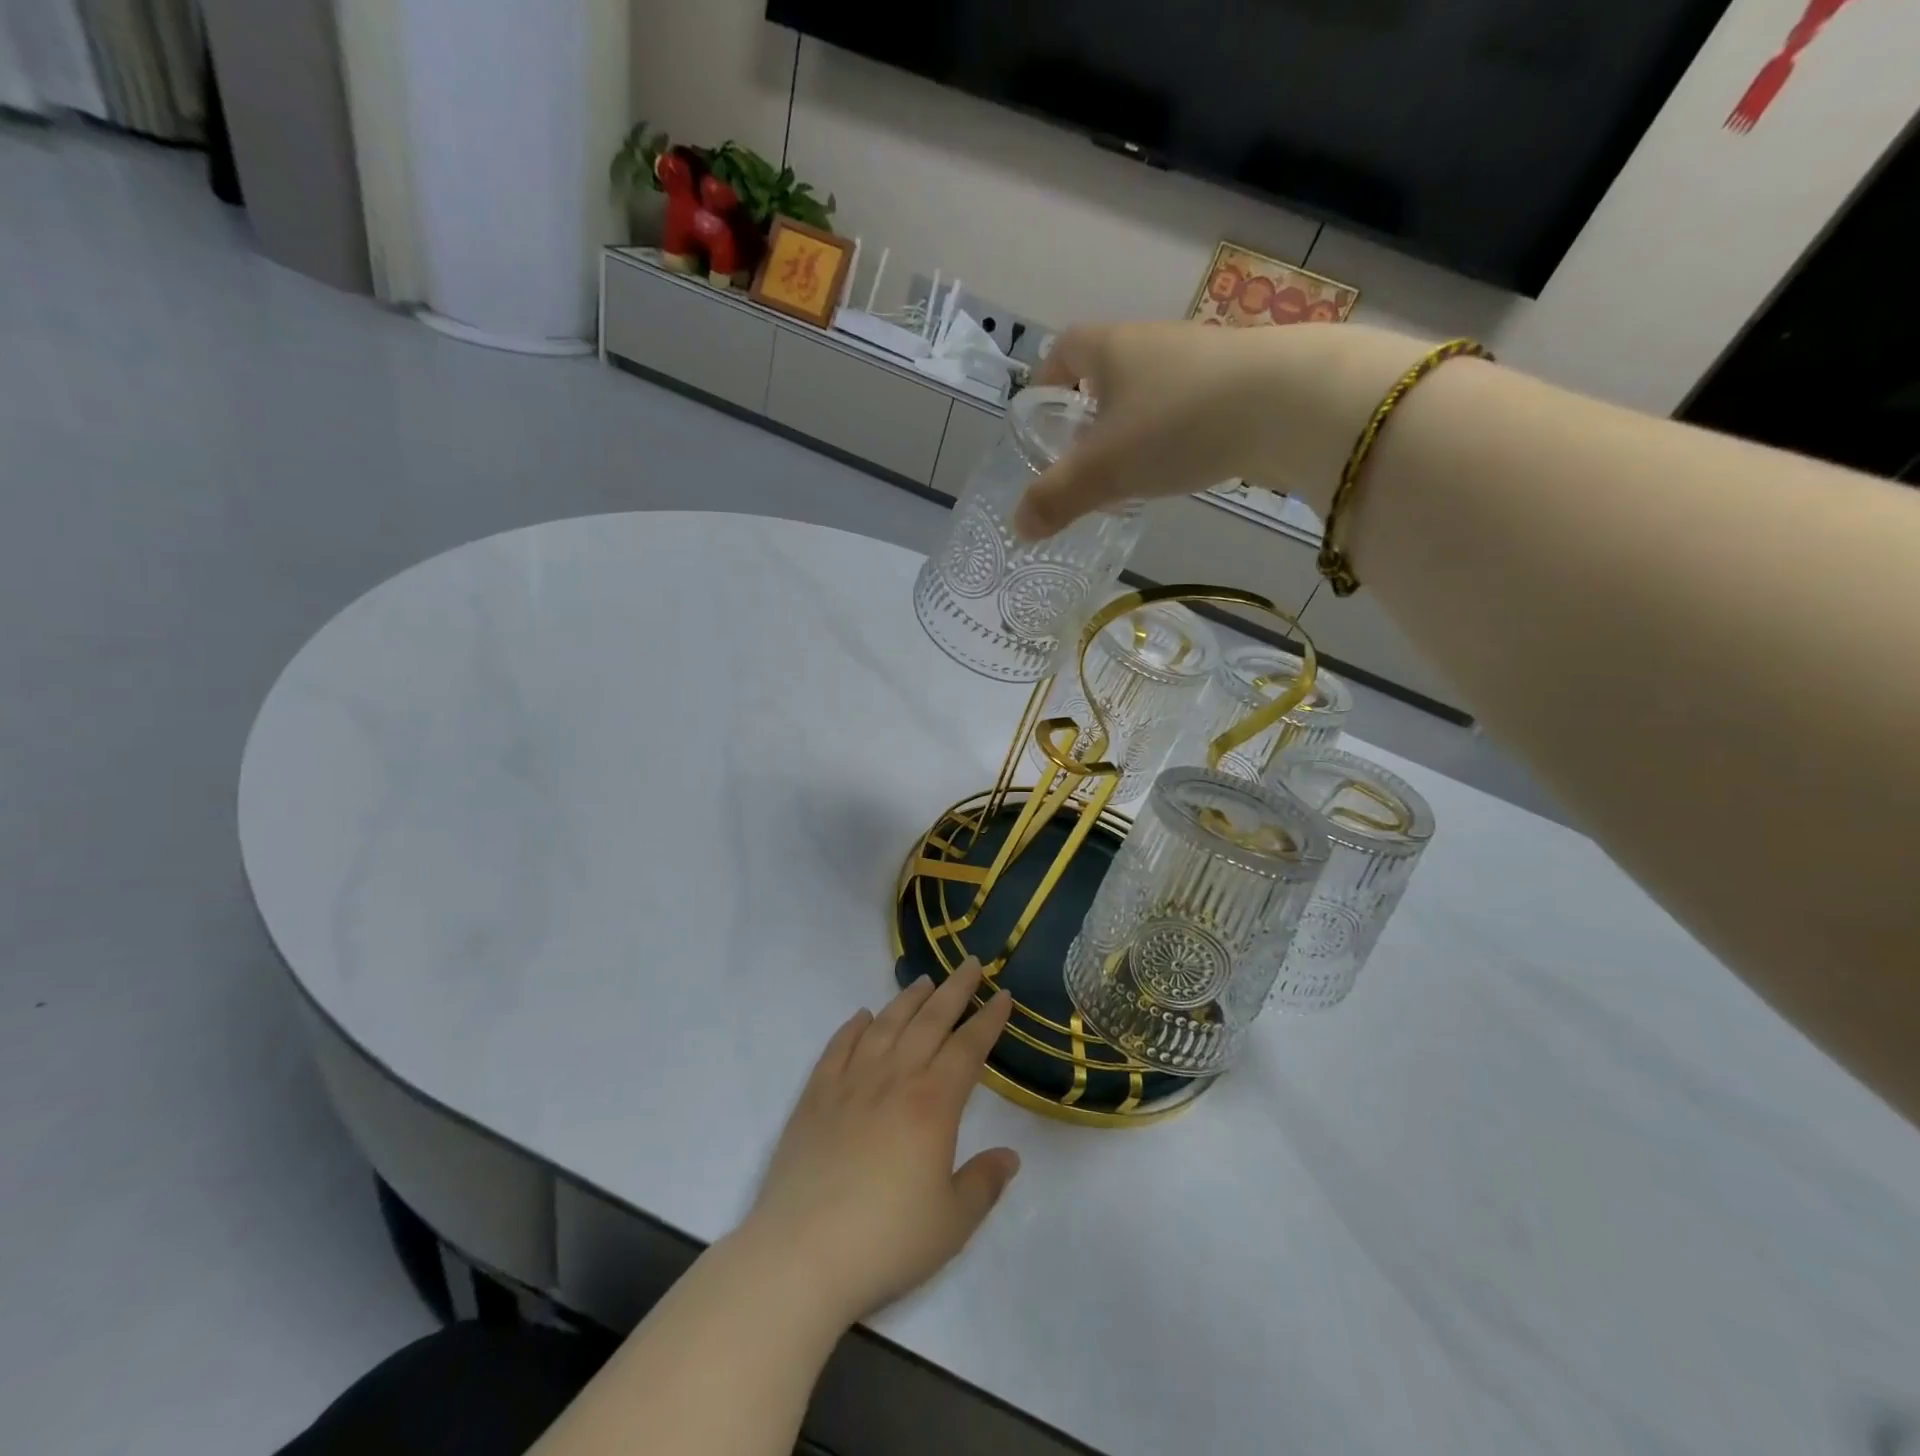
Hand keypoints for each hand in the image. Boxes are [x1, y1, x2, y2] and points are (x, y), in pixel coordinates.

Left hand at [737, 959, 1018, 1327]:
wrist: (801, 1255)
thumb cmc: (885, 1241)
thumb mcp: (952, 1223)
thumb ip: (984, 1184)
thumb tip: (1009, 1156)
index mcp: (932, 1104)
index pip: (968, 1048)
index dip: (988, 1020)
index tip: (1003, 995)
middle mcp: (894, 1079)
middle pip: (930, 1022)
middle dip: (955, 990)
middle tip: (971, 964)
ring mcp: (850, 1082)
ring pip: (886, 1025)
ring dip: (908, 1000)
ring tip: (924, 981)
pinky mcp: (815, 1096)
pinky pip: (838, 1047)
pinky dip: (853, 1027)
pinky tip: (863, 1016)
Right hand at [1013, 321, 1427, 539]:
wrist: (1289, 402)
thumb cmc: (1176, 424)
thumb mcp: (1103, 470)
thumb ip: (1056, 498)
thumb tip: (1018, 527)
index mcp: (1109, 348)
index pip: (1062, 351)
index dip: (1044, 383)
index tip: (1041, 419)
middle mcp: (1151, 343)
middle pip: (1104, 372)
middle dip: (1086, 413)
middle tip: (1078, 459)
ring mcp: (1198, 360)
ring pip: (1147, 391)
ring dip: (1131, 427)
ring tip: (1125, 472)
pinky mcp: (1237, 383)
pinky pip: (1185, 406)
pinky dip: (1171, 434)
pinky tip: (1177, 467)